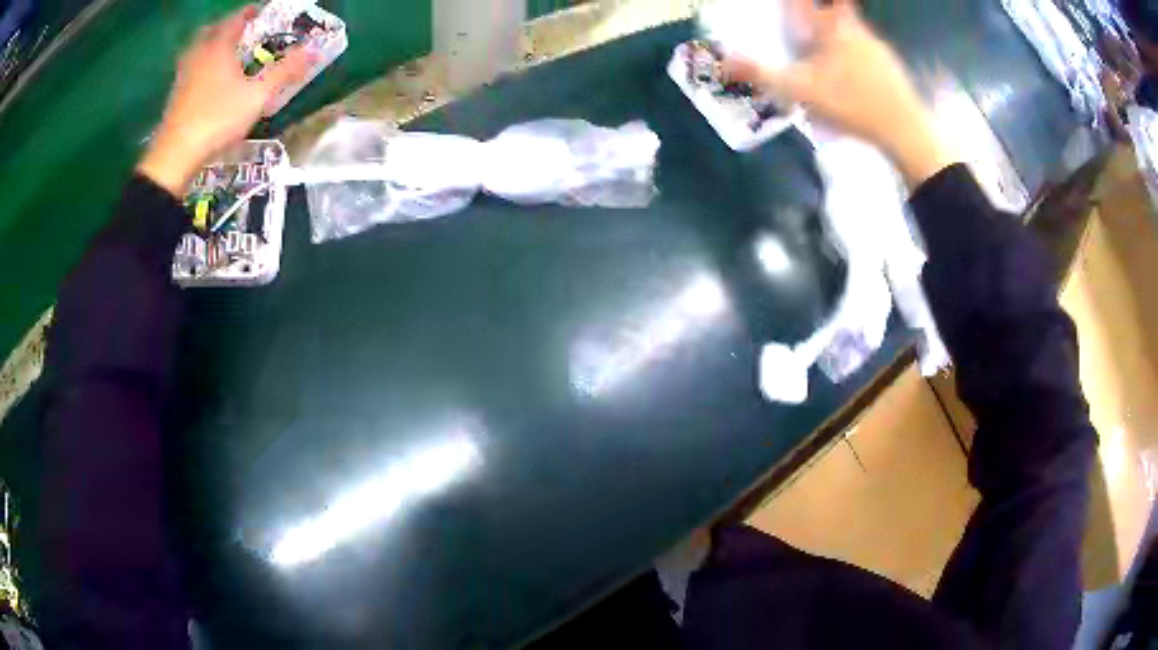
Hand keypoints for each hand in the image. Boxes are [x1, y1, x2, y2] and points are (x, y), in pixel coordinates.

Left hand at [137, 5, 314, 195]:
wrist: (174, 158)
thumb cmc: (216, 119)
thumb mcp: (257, 96)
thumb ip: (284, 72)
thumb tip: (315, 50)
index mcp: (219, 47)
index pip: (236, 18)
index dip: (250, 12)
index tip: (260, 11)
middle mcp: (198, 55)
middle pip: (211, 30)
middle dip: (226, 26)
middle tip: (239, 30)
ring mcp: (183, 76)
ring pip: (196, 50)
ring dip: (210, 46)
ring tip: (223, 53)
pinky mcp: (174, 97)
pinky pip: (189, 70)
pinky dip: (199, 66)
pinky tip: (205, 80)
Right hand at [724, 0, 955, 187]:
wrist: (905, 132)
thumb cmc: (853, 104)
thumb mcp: (801, 91)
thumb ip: (761, 74)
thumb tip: (722, 63)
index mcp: (833, 28)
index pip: (809, 3)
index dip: (798, 5)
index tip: (792, 7)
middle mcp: (857, 30)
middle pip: (835, 12)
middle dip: (819, 17)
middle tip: (805, 29)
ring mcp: (878, 48)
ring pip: (852, 31)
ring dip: (837, 35)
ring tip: (826, 55)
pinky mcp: (892, 67)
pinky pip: (867, 50)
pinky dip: (855, 55)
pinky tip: (852, 77)